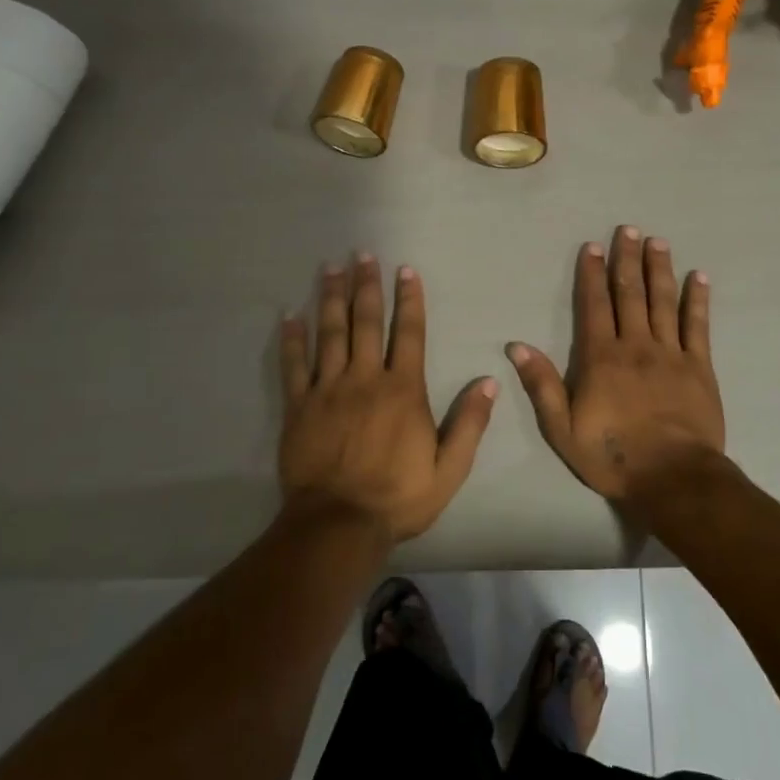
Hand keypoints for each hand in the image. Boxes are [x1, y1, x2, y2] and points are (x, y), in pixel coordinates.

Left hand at [279, 256, 496, 542]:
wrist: (338, 525)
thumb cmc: (398, 497)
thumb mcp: (449, 468)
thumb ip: (469, 423)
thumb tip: (489, 382)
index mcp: (403, 390)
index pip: (409, 334)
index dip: (409, 300)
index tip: (405, 270)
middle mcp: (365, 379)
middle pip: (366, 322)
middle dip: (366, 286)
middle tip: (362, 254)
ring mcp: (328, 390)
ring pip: (330, 333)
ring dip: (331, 298)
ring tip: (330, 268)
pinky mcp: (299, 407)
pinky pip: (294, 365)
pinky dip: (292, 339)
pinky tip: (290, 315)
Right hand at [505, 226, 726, 507]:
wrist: (673, 478)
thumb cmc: (613, 456)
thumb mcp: (562, 429)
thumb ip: (542, 385)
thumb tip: (517, 346)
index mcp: (601, 358)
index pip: (594, 306)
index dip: (592, 274)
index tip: (592, 247)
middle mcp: (636, 345)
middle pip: (630, 294)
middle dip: (627, 259)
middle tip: (628, 229)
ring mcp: (671, 353)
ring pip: (663, 301)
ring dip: (659, 269)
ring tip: (658, 241)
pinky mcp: (699, 367)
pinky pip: (698, 326)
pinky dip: (698, 299)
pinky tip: (698, 276)